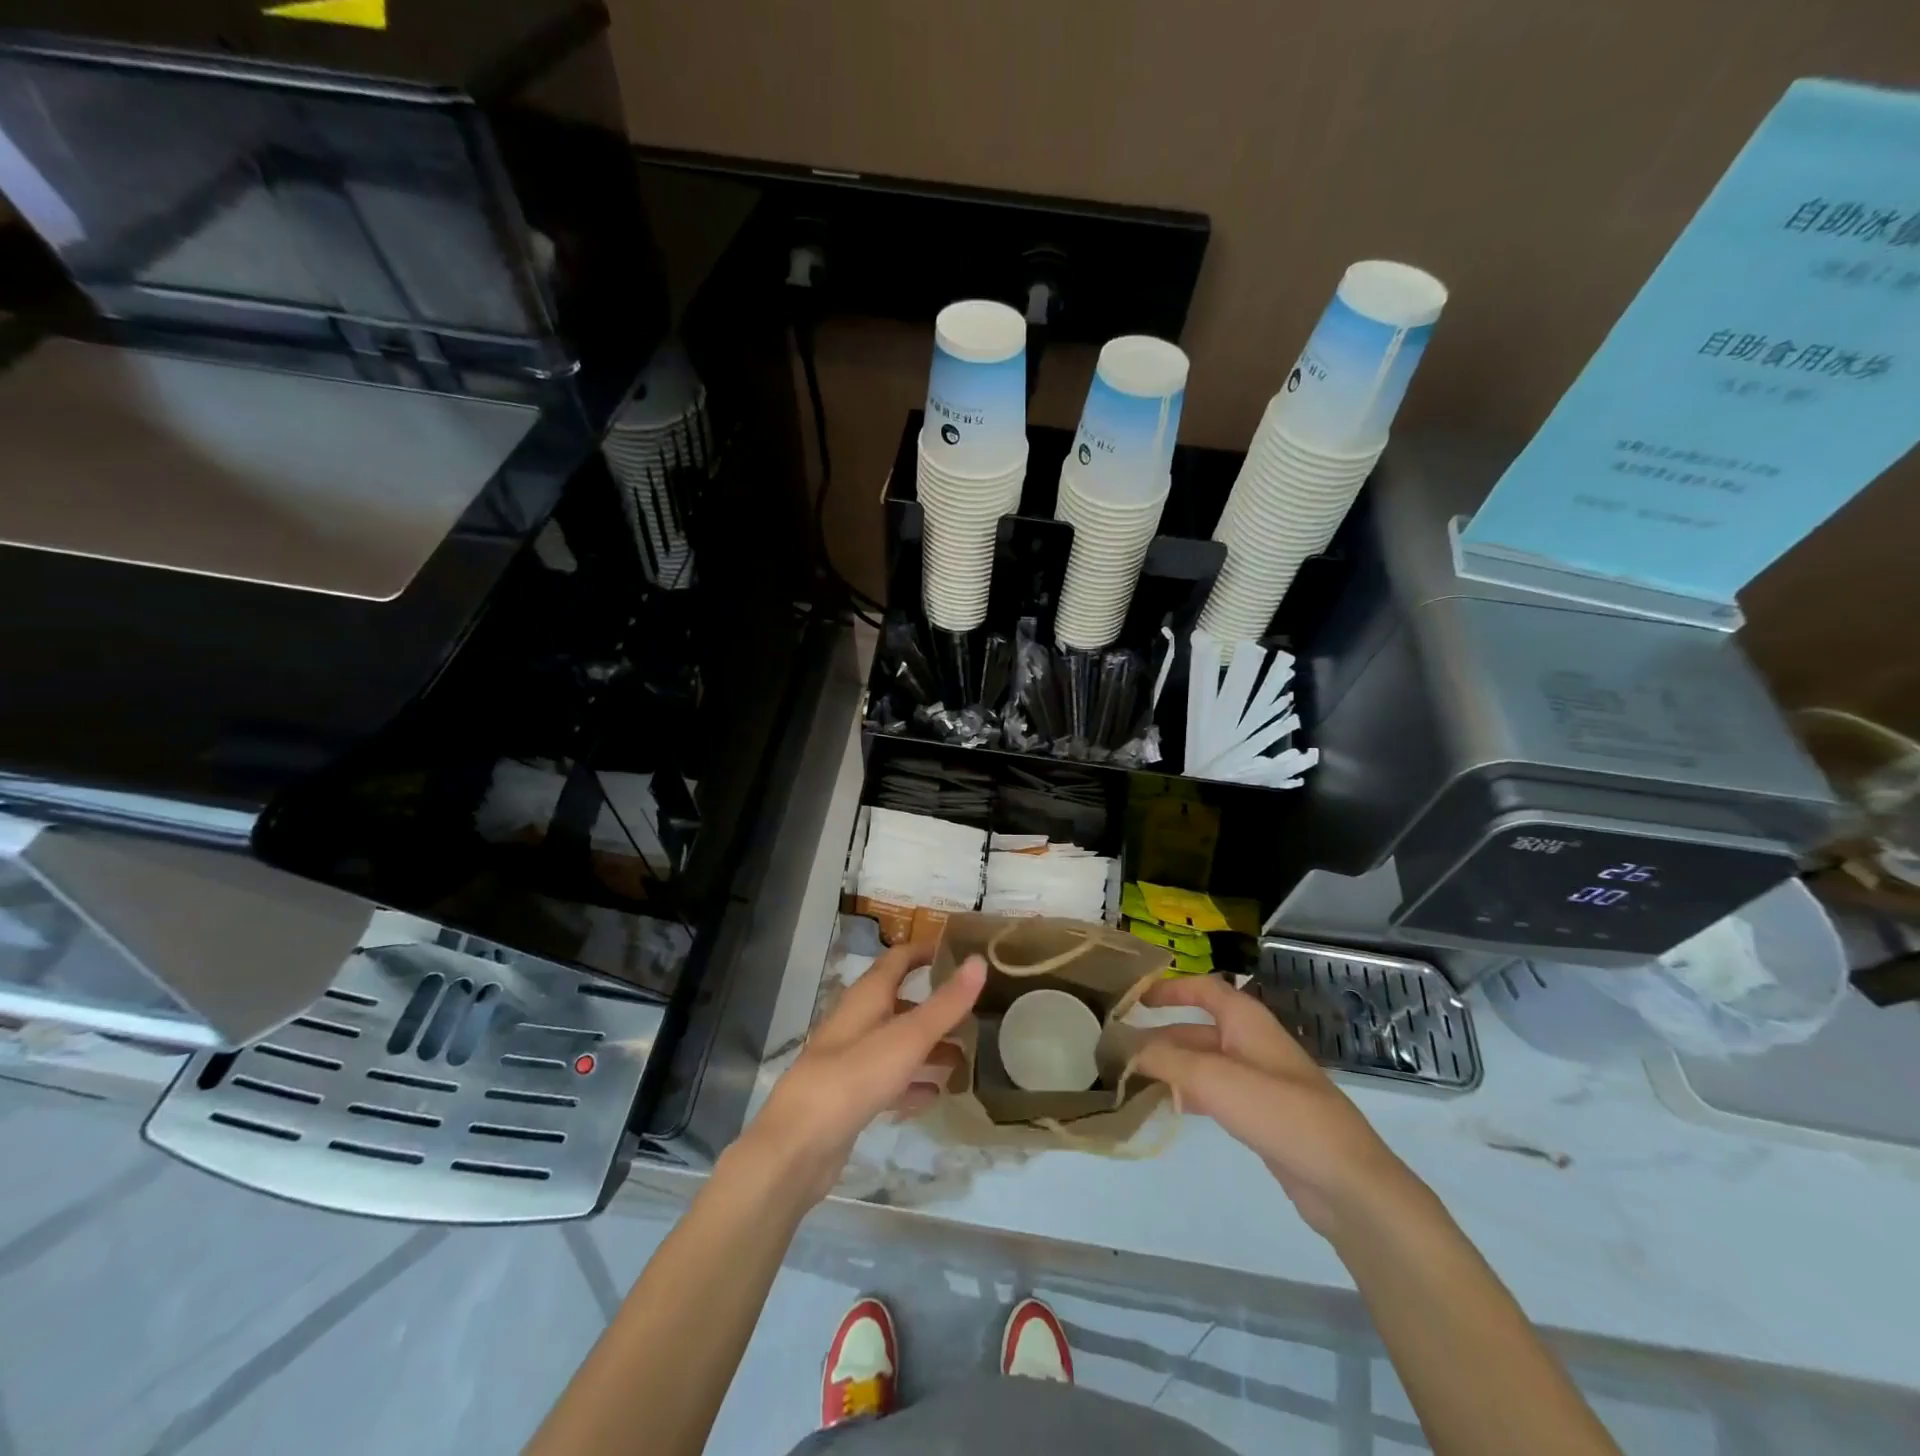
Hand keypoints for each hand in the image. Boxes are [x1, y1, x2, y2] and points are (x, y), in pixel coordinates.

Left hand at [741, 941, 985, 1202]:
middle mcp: (857, 1022)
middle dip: (936, 1007)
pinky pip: (888, 1082)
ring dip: (928, 1049)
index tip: (962, 952)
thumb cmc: (855, 1077)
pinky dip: (912, 1083)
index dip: (927, 951)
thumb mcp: (908, 1037)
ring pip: (897, 1045)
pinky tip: (934, 1096)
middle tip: (975, 1014)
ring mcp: (851, 1061)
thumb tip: (979, 960)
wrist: (798, 1146)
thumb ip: (946, 1003)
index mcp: (867, 997)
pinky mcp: (849, 1098)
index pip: (899, 959)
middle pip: (901, 1003)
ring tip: (964, 1060)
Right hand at [1135, 976, 1419, 1238]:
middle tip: (1119, 1050)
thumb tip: (1124, 1048)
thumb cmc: (1282, 1113)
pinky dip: (1190, 1094)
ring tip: (1132, 1079)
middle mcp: (1253, 1043)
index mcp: (1247, 1021)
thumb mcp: (1216, 1079)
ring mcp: (1260, 1081)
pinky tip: (1168, 1109)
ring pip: (1204, 1064)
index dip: (1170, 988)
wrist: (1346, 1182)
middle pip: (1198, 1029)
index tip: (1135, 998)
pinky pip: (1216, 1093)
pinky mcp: (1263, 1116)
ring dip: (1171, 1067)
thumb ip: (1167, 1060)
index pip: (1204, 988)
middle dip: (1161, 1036)